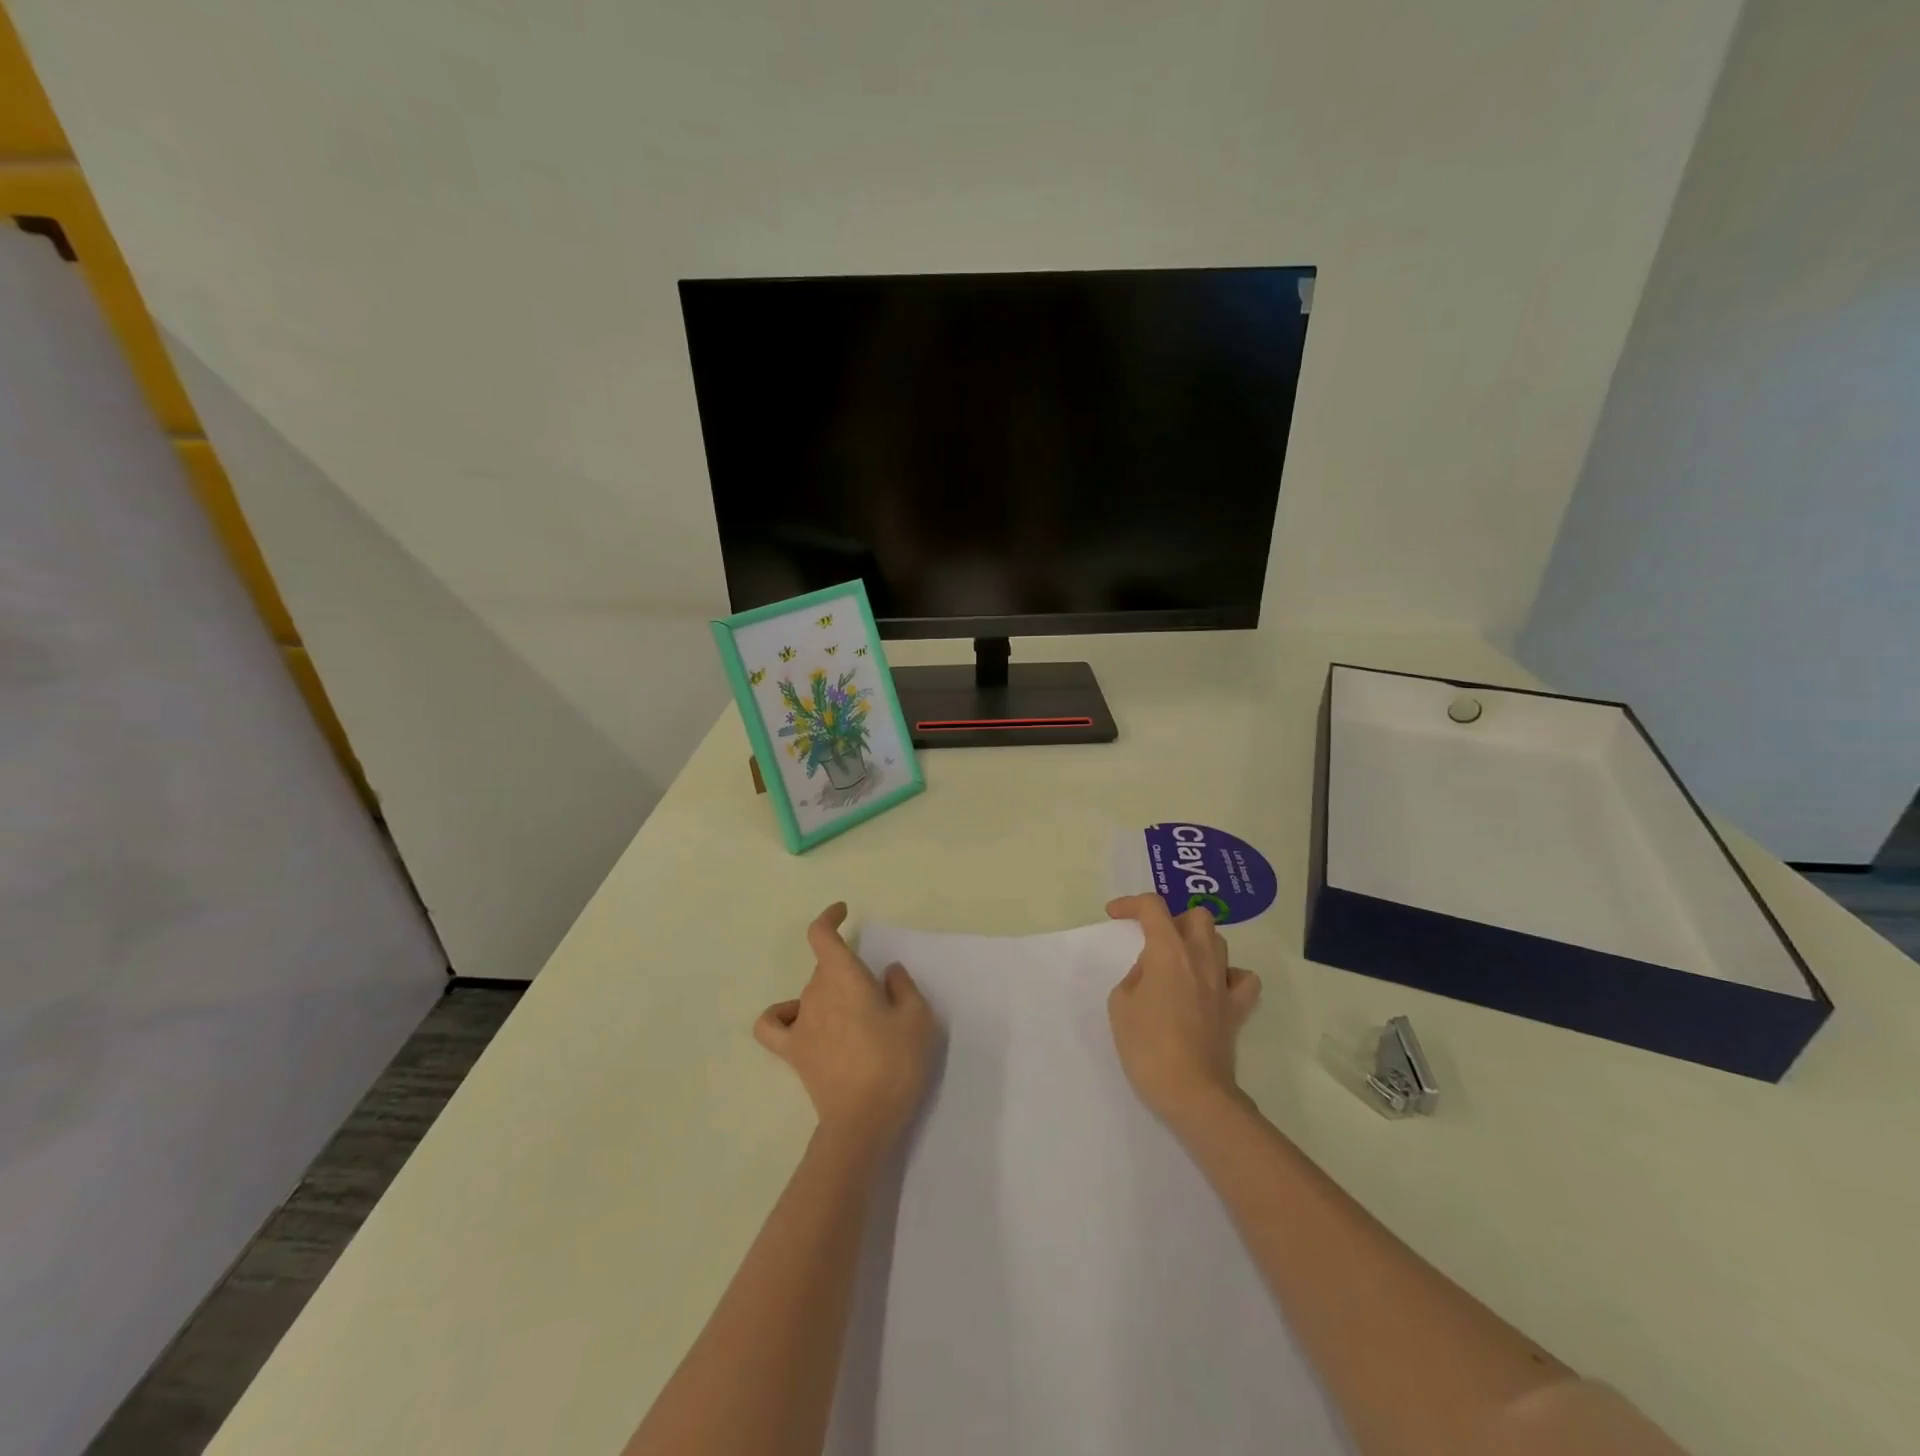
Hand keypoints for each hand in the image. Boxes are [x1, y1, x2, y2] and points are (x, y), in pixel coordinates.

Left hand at [754, 903, 937, 1160]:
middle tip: (877, 996)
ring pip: (809, 992)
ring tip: (853, 1015)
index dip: (829, 917)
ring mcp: (800, 1023)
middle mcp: (816, 992)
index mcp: (844, 976)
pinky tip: (800, 1021)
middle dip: (846, 970)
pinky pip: (773, 1024)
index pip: (821, 934)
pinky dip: (782, 1015)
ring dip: (829, 993)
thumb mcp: (917, 1019)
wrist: (864, 1120)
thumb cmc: (895, 1063)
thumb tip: (887, 971)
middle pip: (824, 967)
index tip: (843, 912)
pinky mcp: (793, 1052)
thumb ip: (903, 987)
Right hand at [1105, 894, 1261, 1130]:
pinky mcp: (1236, 1009)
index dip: (1131, 904)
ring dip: (1197, 942)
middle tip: (1153, 939)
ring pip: (1218, 941)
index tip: (1115, 915)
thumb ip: (1134, 977)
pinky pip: (1242, 978)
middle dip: (1172, 919)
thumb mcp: (1120, 1005)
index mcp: (1168, 951)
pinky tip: (1213, 985)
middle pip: (1196, 916)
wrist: (1192, 1092)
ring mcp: (1223, 983)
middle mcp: (1200, 958)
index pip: (1152, 908)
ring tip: (1178, 962)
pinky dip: (1228, 974)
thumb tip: (1151, 972)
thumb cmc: (1148, 1047)